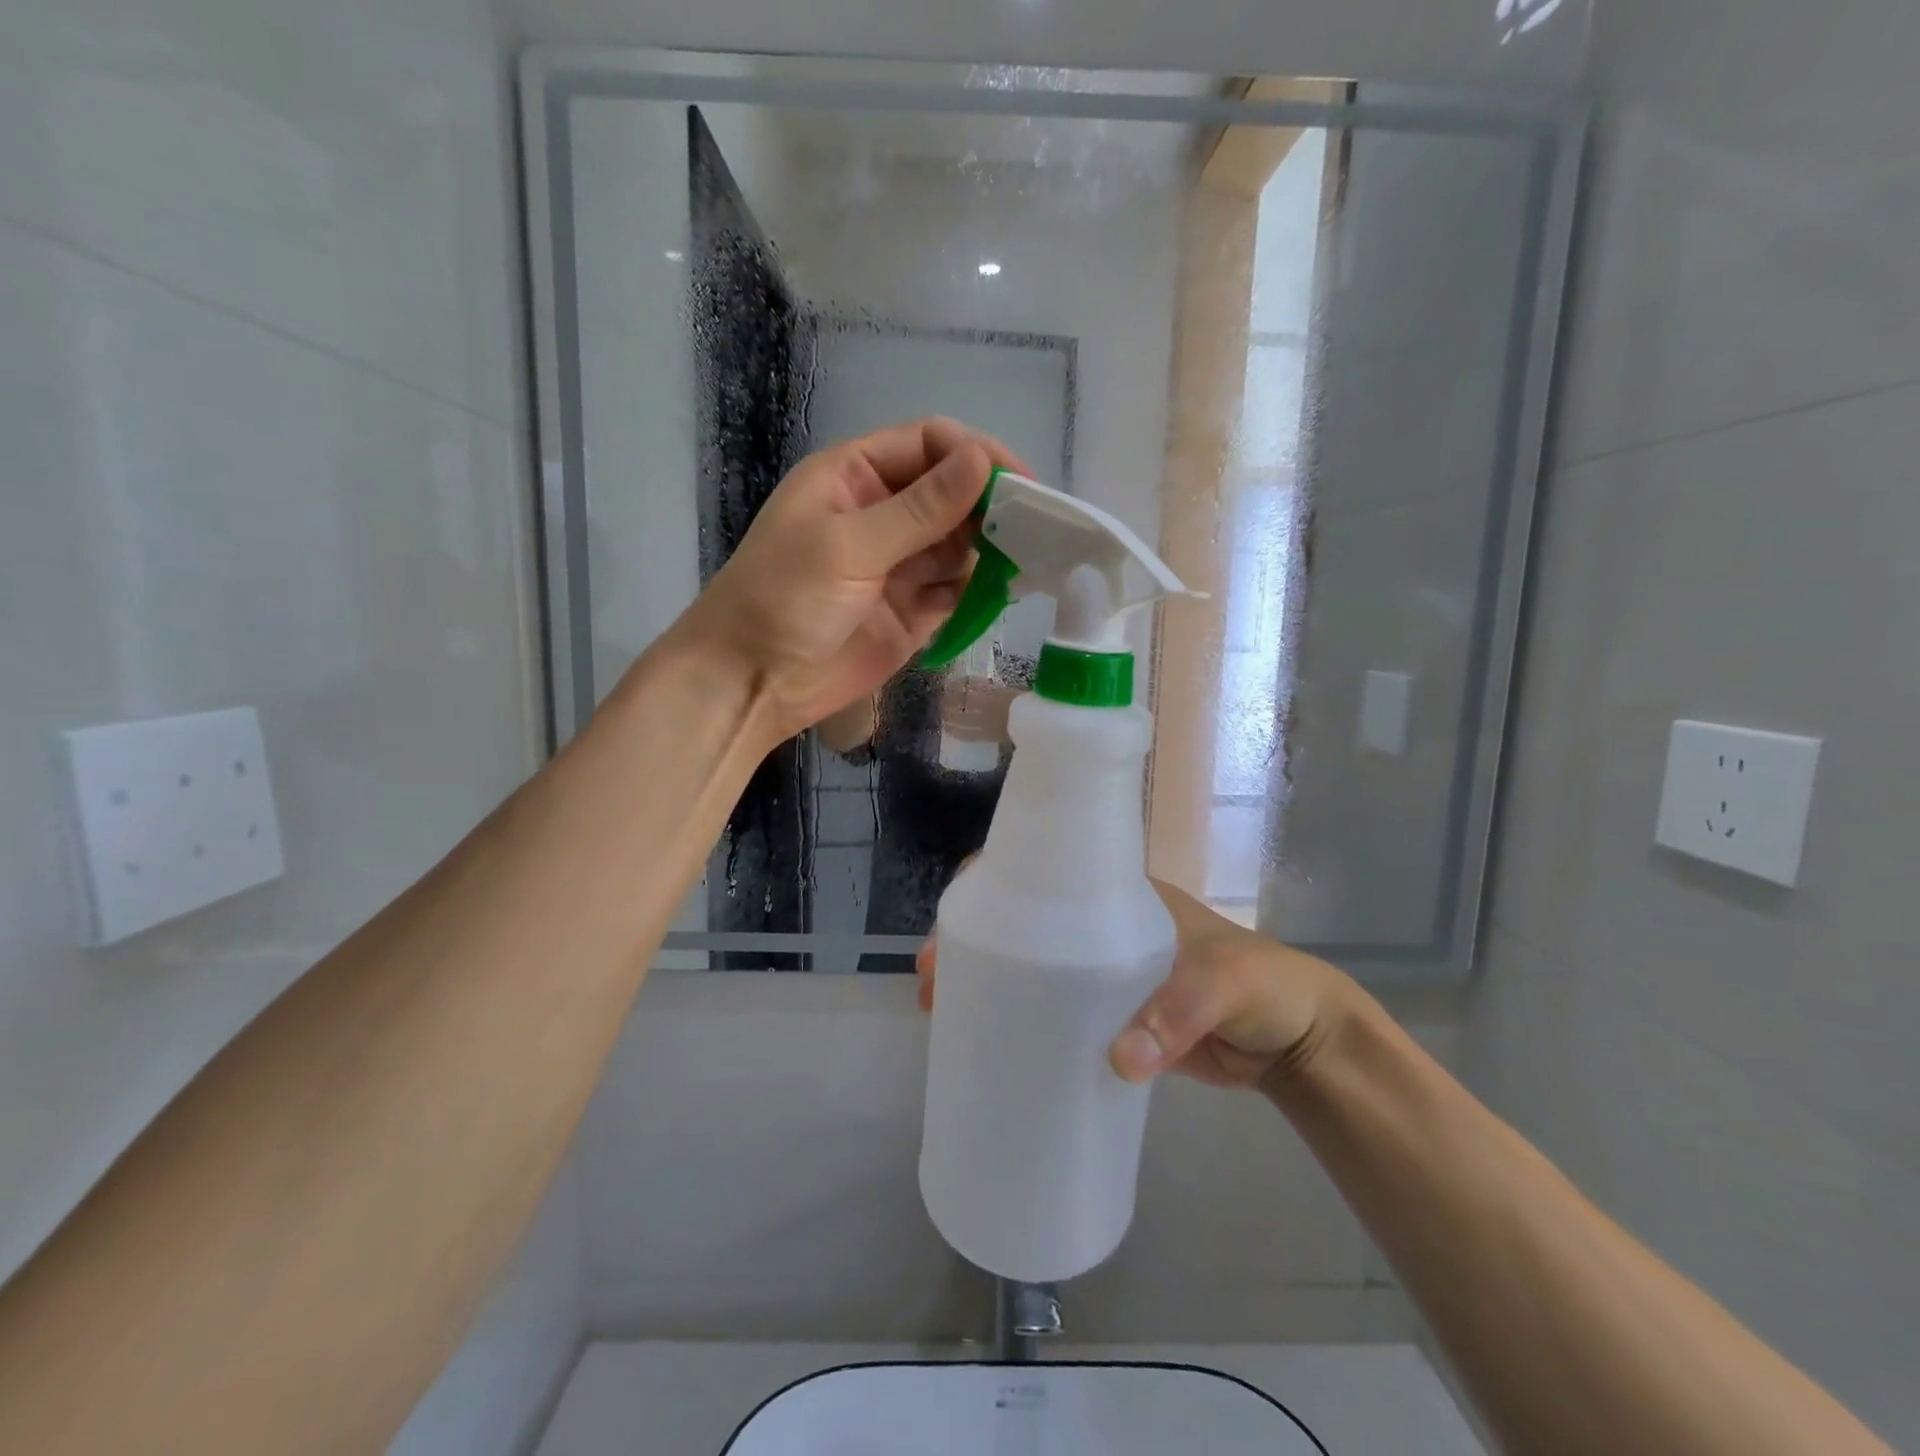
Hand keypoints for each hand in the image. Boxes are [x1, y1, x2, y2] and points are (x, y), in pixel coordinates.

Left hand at [674, 418, 1026, 745]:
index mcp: (856, 478)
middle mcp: (883, 515)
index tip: (1020, 483)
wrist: (753, 683)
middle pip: (952, 494)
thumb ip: (919, 508)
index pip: (929, 445)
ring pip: (961, 544)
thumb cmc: (784, 600)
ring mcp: (900, 567)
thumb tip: (983, 460)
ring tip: (1033, 559)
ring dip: (993, 549)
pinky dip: (982, 591)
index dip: (975, 456)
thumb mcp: (848, 545)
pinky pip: (958, 591)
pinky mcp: (914, 613)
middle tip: (1040, 526)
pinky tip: (1006, 592)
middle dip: (991, 506)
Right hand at [916, 880, 1352, 1093]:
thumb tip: (1119, 1061)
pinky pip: (1054, 1013)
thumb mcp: (1225, 983)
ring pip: (1031, 969)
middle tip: (934, 986)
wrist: (1297, 1039)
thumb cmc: (1263, 984)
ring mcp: (1104, 974)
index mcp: (1117, 897)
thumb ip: (1178, 1013)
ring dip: (989, 985)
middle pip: (1020, 924)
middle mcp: (1100, 928)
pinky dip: (1021, 1023)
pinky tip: (995, 1049)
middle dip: (971, 945)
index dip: (988, 892)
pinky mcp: (1111, 1018)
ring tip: (945, 1017)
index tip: (954, 930)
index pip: (1039, 873)